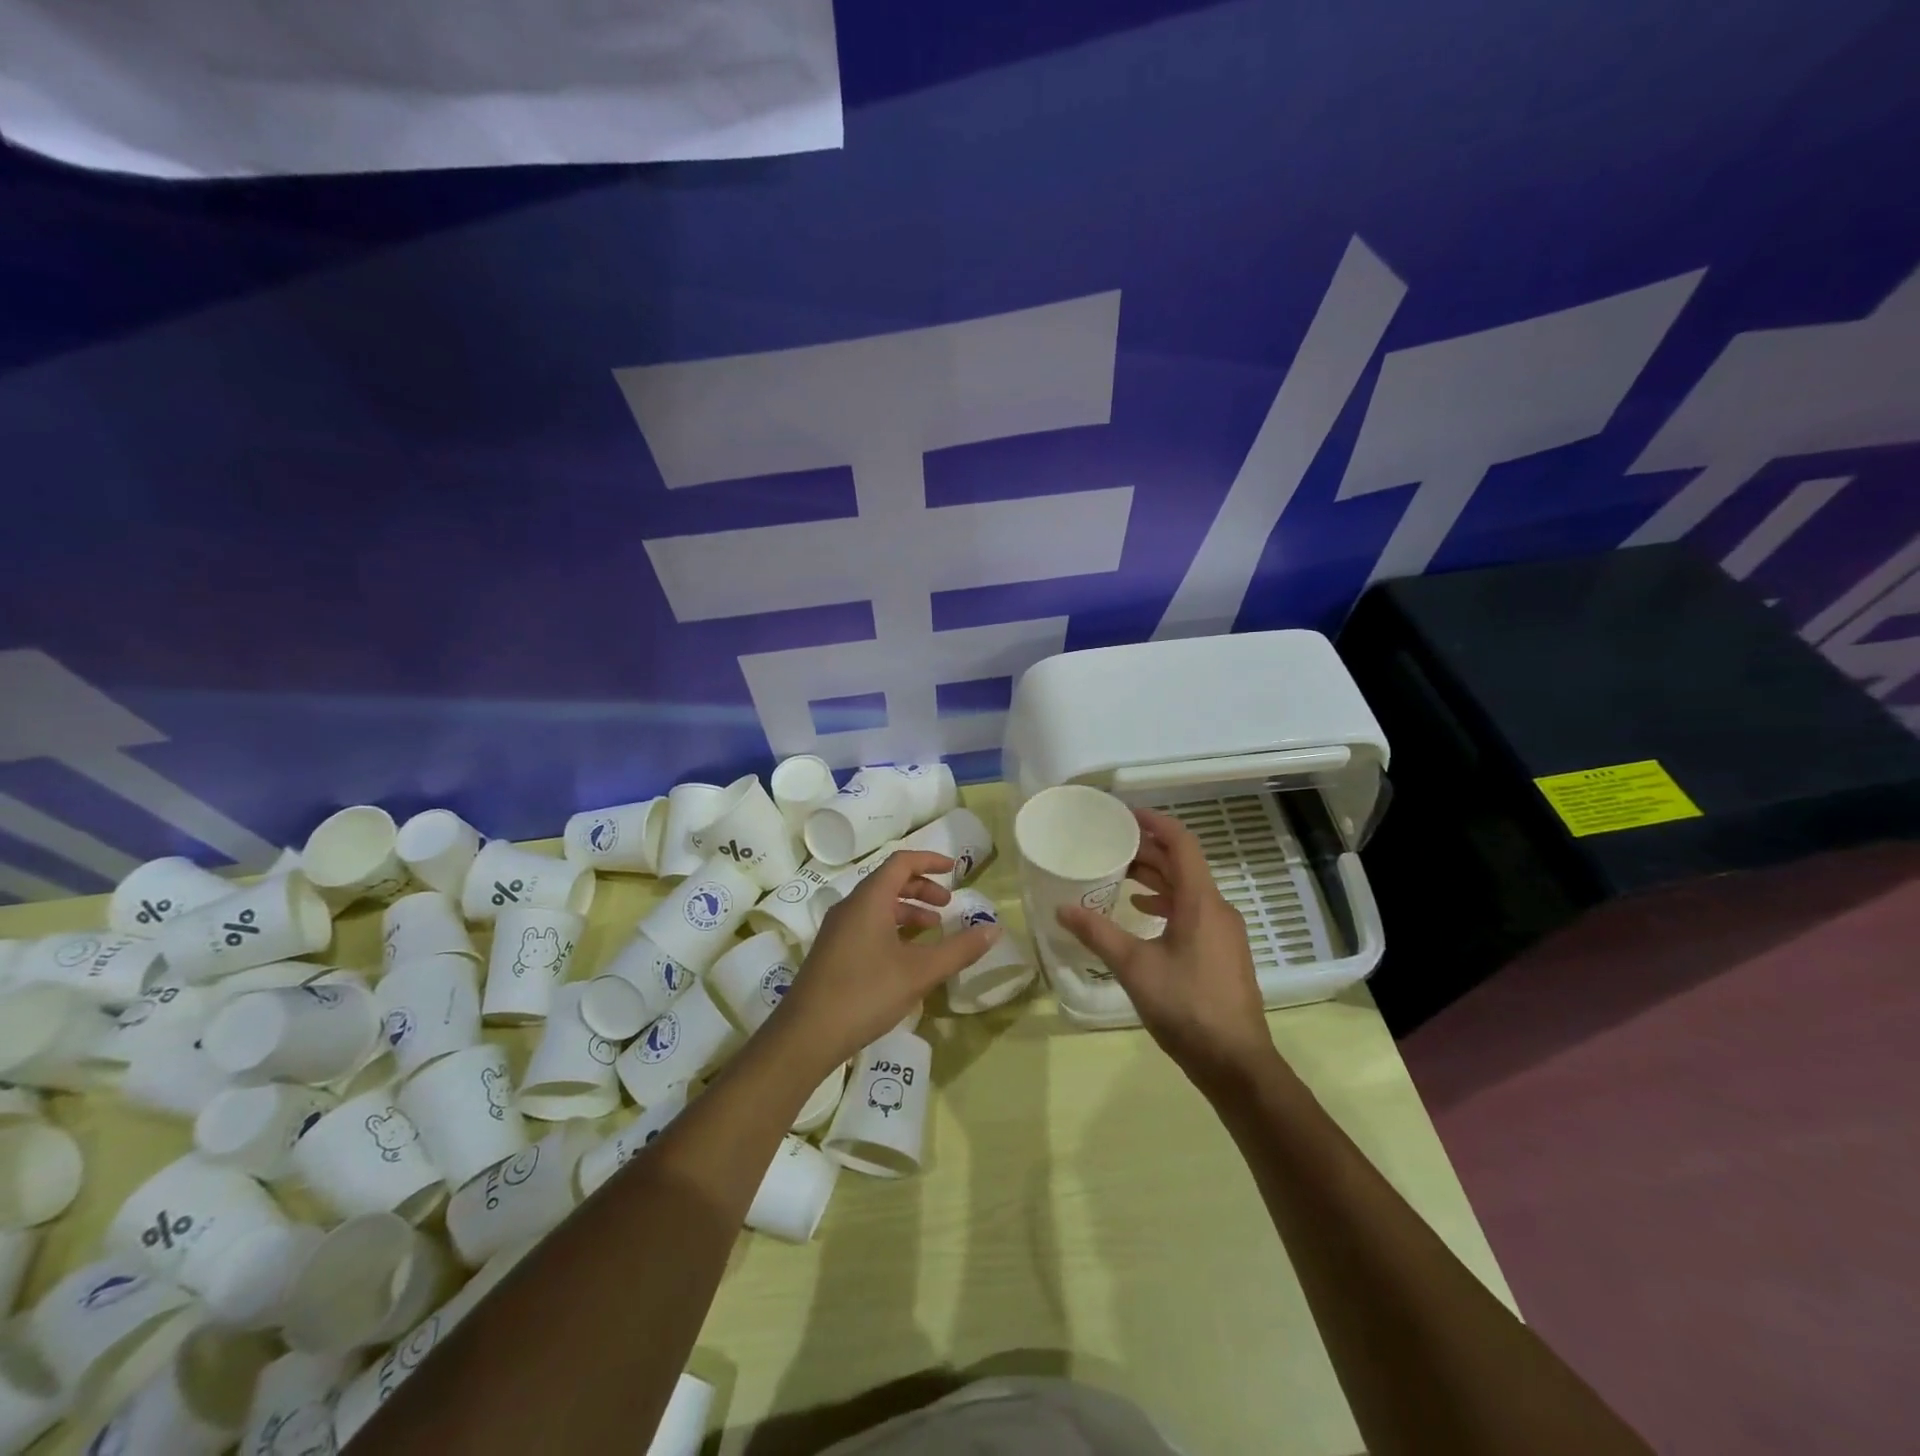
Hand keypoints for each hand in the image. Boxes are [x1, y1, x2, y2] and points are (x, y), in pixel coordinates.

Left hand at [771, 850, 999, 1073]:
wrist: (807, 1035)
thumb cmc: (866, 994)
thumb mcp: (920, 972)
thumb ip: (959, 949)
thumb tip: (994, 930)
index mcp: (869, 899)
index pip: (901, 862)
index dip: (929, 861)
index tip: (954, 870)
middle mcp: (850, 907)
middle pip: (889, 882)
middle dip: (922, 889)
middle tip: (947, 906)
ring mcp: (837, 930)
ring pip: (877, 906)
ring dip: (908, 911)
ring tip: (932, 931)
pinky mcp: (832, 951)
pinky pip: (867, 925)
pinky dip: (892, 928)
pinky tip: (906, 957)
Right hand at [1057, 807, 1277, 1090]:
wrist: (1236, 1063)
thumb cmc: (1186, 1006)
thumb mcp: (1134, 967)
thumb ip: (1097, 933)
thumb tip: (1061, 909)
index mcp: (1200, 901)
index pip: (1181, 844)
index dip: (1155, 823)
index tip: (1124, 814)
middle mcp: (1216, 908)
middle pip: (1183, 865)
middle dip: (1147, 851)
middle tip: (1110, 845)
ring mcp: (1223, 931)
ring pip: (1188, 889)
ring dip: (1156, 878)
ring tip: (1118, 876)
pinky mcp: (1222, 951)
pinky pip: (1193, 911)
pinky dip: (1166, 903)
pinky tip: (1142, 913)